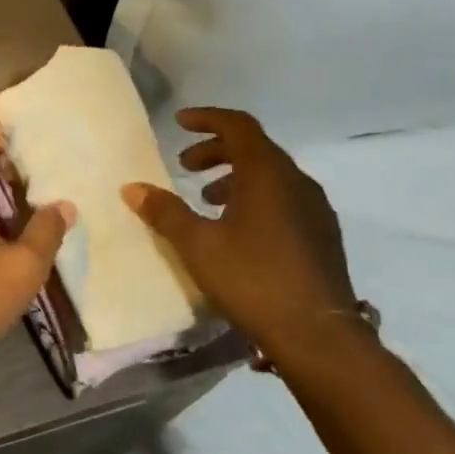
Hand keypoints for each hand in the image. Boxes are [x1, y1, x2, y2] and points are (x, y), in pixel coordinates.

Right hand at [123, 107, 356, 358]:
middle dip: (217, 151)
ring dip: (235, 177)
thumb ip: (165, 212)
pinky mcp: (322, 235)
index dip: (207, 119)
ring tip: (206, 199)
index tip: (179, 123)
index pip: (238, 126)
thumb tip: (132, 188)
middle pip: (255, 148)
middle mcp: (296, 182)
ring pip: (271, 176)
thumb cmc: (252, 278)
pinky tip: (237, 229)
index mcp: (267, 174)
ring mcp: (315, 209)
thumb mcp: (197, 244)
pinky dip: (255, 198)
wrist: (317, 335)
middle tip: (185, 166)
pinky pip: (284, 198)